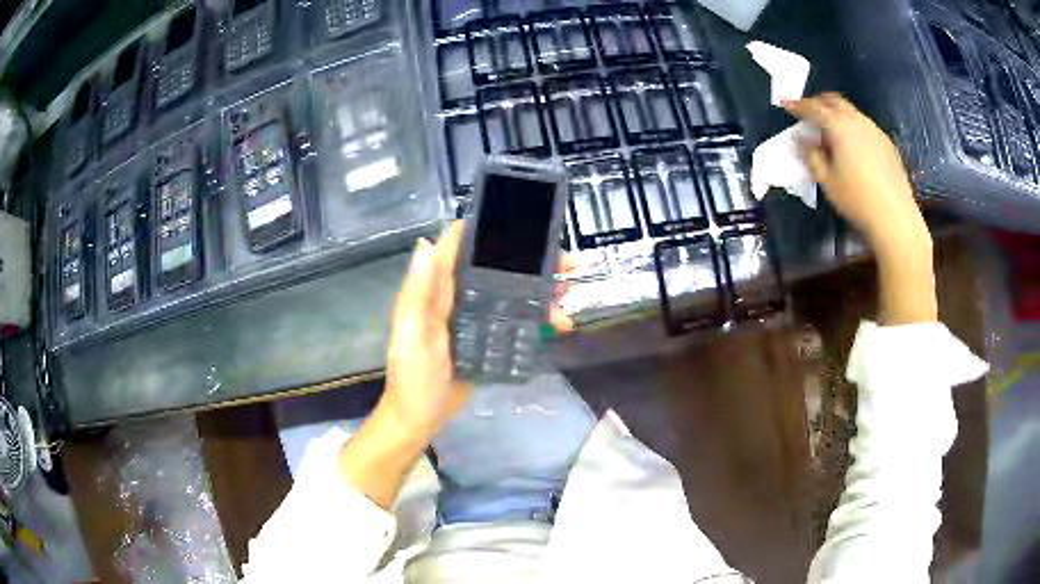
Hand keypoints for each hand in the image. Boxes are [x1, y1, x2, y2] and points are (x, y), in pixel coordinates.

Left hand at [380, 220, 574, 439]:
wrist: (421, 418)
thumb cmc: (412, 376)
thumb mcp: (411, 334)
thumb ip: (417, 293)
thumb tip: (425, 242)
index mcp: (436, 290)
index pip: (459, 248)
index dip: (486, 229)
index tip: (522, 220)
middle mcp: (457, 297)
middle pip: (496, 268)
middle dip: (530, 261)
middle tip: (564, 264)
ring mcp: (475, 318)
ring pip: (512, 292)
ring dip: (540, 290)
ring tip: (565, 298)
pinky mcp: (489, 339)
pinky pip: (516, 319)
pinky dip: (538, 317)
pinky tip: (558, 323)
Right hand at [783, 93, 929, 255]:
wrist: (895, 218)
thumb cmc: (856, 200)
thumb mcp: (827, 181)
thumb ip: (812, 156)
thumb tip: (802, 140)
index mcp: (839, 126)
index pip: (813, 108)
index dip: (797, 105)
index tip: (785, 102)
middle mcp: (857, 121)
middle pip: (834, 101)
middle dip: (819, 102)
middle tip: (808, 111)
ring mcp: (875, 131)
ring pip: (852, 112)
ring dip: (837, 114)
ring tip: (831, 130)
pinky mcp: (887, 144)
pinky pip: (865, 126)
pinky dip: (853, 127)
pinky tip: (853, 146)